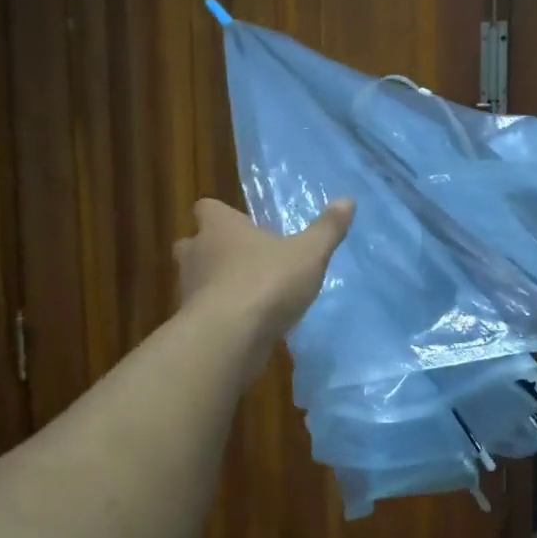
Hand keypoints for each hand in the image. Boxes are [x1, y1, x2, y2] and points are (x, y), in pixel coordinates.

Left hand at [174, 197, 354, 342]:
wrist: (229, 337)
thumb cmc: (267, 282)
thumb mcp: (309, 254)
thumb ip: (327, 229)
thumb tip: (348, 200)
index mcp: (219, 227)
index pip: (207, 208)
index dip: (221, 215)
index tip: (241, 224)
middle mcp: (196, 253)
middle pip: (193, 244)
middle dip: (211, 250)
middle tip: (240, 259)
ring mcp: (188, 290)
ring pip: (196, 280)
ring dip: (215, 285)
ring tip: (247, 295)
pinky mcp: (191, 323)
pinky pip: (204, 312)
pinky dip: (220, 315)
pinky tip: (244, 326)